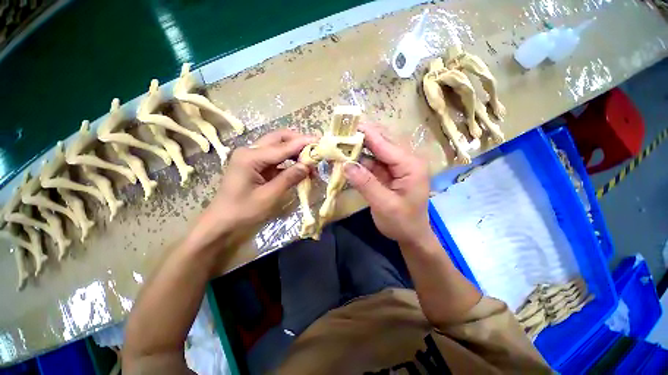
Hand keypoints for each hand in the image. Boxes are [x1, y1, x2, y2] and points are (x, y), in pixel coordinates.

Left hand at [189, 130, 312, 247]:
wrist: (221, 223)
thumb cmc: (243, 211)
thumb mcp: (269, 196)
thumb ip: (289, 178)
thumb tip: (308, 166)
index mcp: (250, 157)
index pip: (282, 147)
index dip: (302, 144)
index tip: (320, 141)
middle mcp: (250, 151)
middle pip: (278, 139)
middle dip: (298, 141)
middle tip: (315, 147)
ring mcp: (252, 157)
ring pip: (277, 146)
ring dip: (295, 150)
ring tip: (311, 159)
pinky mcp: (255, 165)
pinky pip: (275, 157)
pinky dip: (289, 160)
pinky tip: (299, 167)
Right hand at [343, 123, 430, 245]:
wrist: (412, 236)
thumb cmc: (402, 223)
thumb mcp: (384, 205)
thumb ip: (366, 183)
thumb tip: (345, 164)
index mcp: (410, 165)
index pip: (385, 144)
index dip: (365, 134)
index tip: (346, 125)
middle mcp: (406, 160)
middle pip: (382, 141)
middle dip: (361, 136)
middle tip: (340, 131)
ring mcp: (397, 165)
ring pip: (376, 150)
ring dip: (359, 146)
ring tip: (340, 141)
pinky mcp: (389, 172)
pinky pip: (373, 161)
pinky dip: (360, 159)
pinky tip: (348, 157)